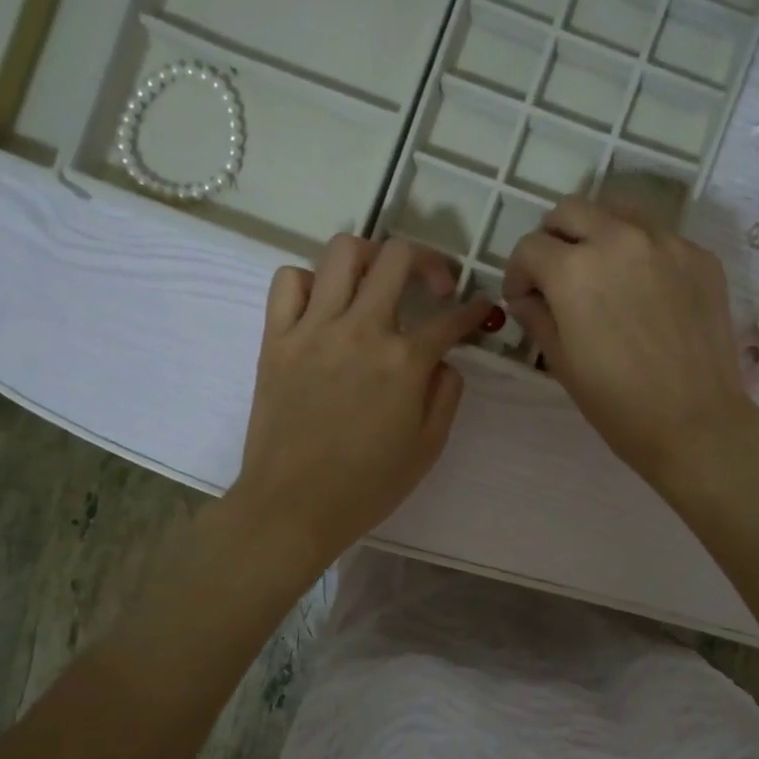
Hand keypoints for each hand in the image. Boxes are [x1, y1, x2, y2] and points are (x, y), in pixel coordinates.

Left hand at [229, 234, 492, 568]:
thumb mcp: (428, 447)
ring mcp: (313, 328)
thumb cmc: (368, 486)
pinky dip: (310, 281)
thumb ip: (446, 394)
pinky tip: (323, 306)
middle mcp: (361, 330)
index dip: (475, 310)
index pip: (451, 319)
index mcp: (404, 362)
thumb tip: (444, 360)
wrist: (294, 506)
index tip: (482, 310)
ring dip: (370, 257)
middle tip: (434, 287)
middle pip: (398, 257)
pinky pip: (288, 281)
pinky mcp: (276, 338)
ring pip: (342, 252)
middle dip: (429, 262)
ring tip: (377, 283)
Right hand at [504, 196, 758, 488]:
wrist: (695, 423)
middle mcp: (618, 240)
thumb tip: (526, 298)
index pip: (529, 247)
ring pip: (618, 211)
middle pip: (571, 210)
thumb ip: (538, 318)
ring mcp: (666, 243)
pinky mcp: (700, 256)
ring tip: (601, 273)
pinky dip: (641, 253)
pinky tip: (646, 293)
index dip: (517, 273)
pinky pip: (659, 237)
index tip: (523, 298)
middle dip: (553, 239)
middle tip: (556, 276)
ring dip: (598, 233)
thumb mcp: (563, 364)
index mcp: (574, 270)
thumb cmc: (618, 405)